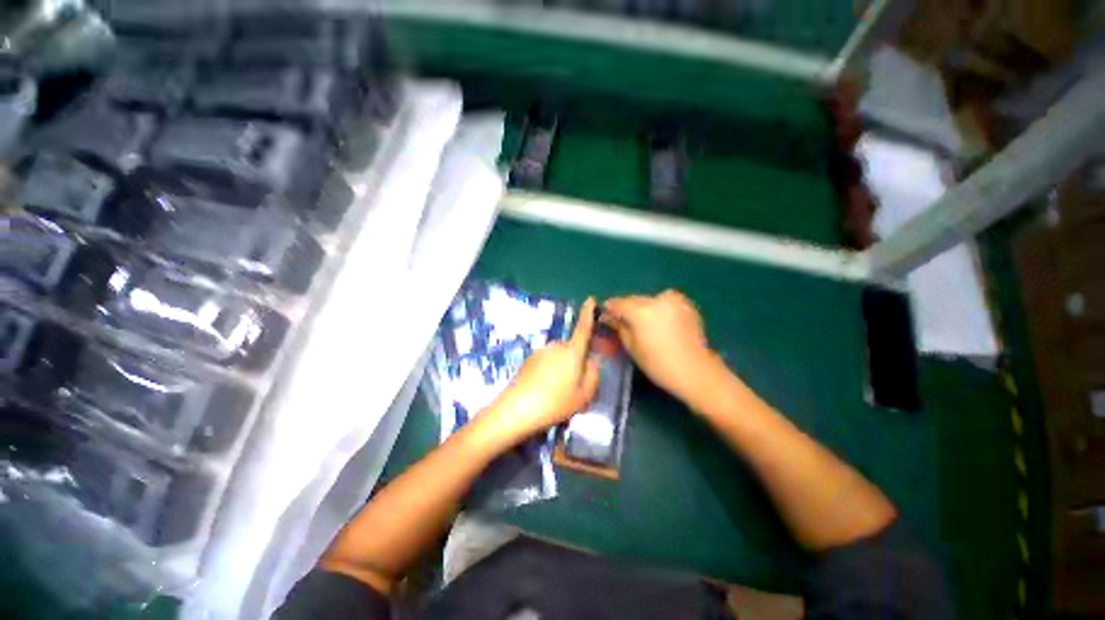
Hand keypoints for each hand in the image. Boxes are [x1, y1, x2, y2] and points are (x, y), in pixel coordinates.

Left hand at [476, 298, 600, 449]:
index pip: (583, 329)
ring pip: (558, 356)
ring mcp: (540, 352)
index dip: (588, 314)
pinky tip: (544, 391)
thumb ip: (593, 376)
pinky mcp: (528, 360)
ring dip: (562, 367)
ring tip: (558, 392)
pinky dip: (549, 371)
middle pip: (571, 348)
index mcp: (571, 352)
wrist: (516, 410)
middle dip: (576, 360)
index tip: (590, 300)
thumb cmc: (555, 403)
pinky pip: (546, 361)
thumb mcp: (583, 396)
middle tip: (575, 385)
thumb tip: (593, 362)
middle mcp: (555, 346)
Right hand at [603, 290, 717, 401]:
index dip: (609, 309)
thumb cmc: (659, 364)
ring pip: (650, 300)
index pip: (618, 303)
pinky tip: (661, 323)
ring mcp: (674, 300)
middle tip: (623, 321)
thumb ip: (619, 327)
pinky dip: (659, 308)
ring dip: (643, 308)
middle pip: (634, 299)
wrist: (696, 372)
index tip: (605, 316)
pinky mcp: (686, 304)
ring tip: (644, 324)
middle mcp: (657, 299)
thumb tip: (608, 317)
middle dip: (627, 308)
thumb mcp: (632, 347)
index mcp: (641, 310)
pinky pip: (665, 302)